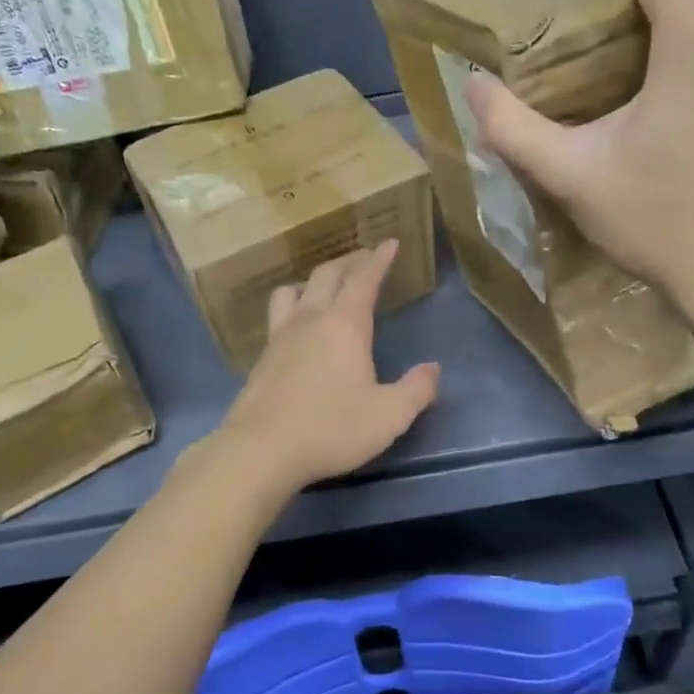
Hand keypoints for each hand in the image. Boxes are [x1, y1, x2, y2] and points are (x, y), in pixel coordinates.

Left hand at [214, 240, 439, 493]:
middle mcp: (310, 321)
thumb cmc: (331, 429)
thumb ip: (416, 390)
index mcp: (344, 326)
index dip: (379, 259)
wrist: (261, 450)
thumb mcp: (389, 416)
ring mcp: (279, 338)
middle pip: (326, 275)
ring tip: (322, 288)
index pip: (363, 279)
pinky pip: (277, 317)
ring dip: (311, 281)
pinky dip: (291, 308)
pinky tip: (296, 329)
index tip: (389, 243)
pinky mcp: (261, 359)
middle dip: (349, 262)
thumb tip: (432, 369)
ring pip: (292, 291)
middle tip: (364, 259)